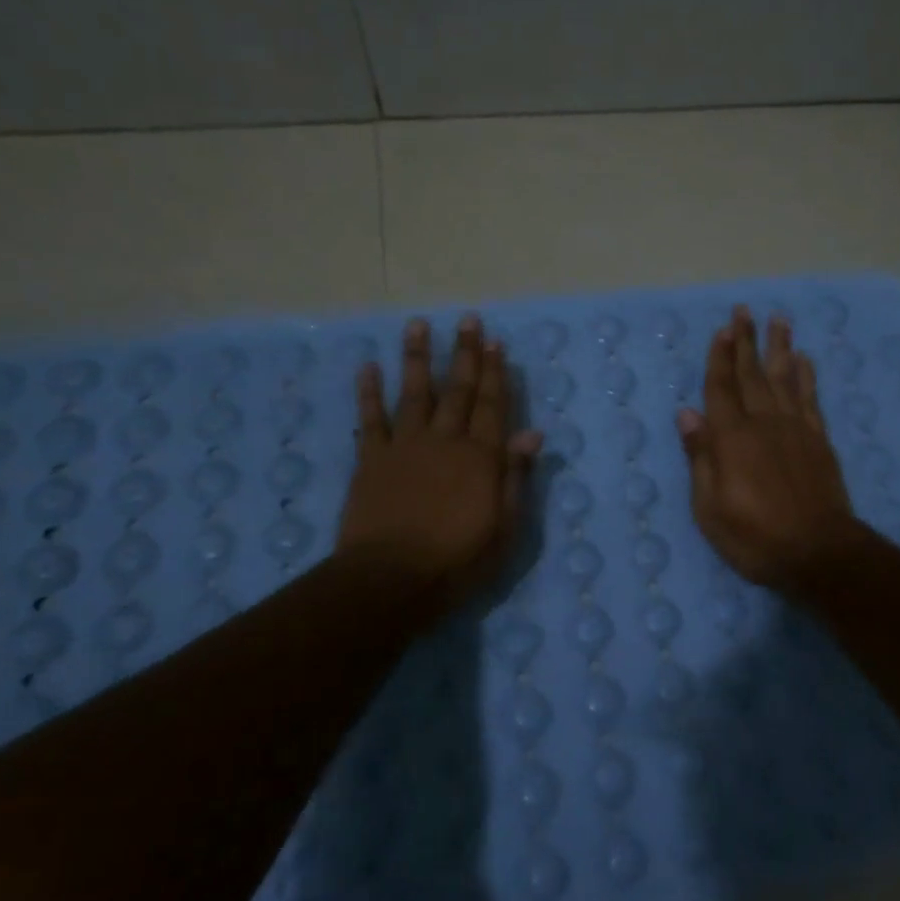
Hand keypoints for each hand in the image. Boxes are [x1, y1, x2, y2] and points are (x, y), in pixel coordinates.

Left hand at [339, 315, 542, 616]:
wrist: (391, 580)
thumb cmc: (458, 560)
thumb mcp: (505, 527)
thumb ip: (516, 476)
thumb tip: (532, 432)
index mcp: (481, 457)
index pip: (493, 406)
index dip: (496, 373)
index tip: (497, 342)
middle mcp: (445, 441)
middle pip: (458, 390)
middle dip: (465, 354)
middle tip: (468, 320)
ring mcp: (405, 447)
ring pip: (414, 393)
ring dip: (417, 357)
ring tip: (418, 325)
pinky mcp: (371, 460)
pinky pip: (370, 419)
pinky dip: (368, 392)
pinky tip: (368, 367)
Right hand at [676, 306, 864, 593]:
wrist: (819, 552)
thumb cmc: (755, 537)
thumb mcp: (710, 508)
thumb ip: (700, 457)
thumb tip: (687, 414)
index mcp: (732, 439)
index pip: (721, 388)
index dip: (719, 358)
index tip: (722, 329)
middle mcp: (764, 423)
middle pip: (752, 375)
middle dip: (746, 341)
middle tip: (744, 310)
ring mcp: (796, 429)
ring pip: (785, 378)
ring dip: (779, 348)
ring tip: (779, 320)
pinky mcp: (819, 441)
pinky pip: (811, 399)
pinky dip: (807, 377)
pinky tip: (805, 360)